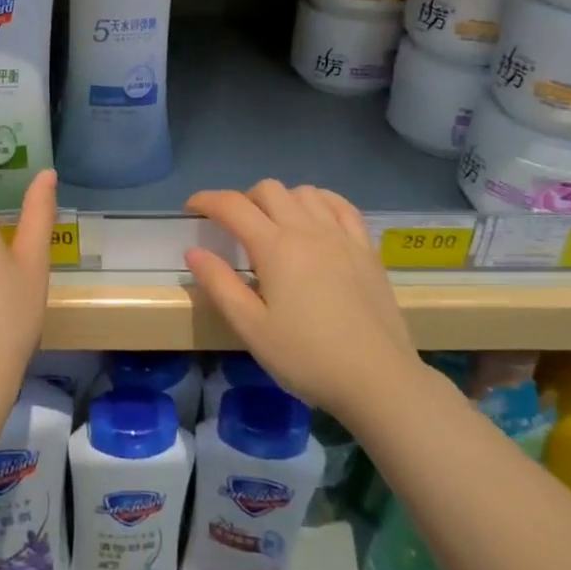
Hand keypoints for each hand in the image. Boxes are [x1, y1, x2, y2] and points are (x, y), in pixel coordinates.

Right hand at [185, 181, 419, 415]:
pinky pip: (341, 205)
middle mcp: (308, 230)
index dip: (206, 200)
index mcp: (275, 248)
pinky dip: (319, 202)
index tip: (191, 209)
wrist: (378, 380)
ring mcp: (342, 236)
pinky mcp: (366, 249)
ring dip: (280, 199)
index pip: (232, 206)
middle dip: (242, 199)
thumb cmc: (307, 357)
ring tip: (272, 225)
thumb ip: (220, 285)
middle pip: (269, 189)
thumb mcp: (251, 328)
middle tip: (232, 228)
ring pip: (304, 193)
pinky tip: (314, 219)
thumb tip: (194, 252)